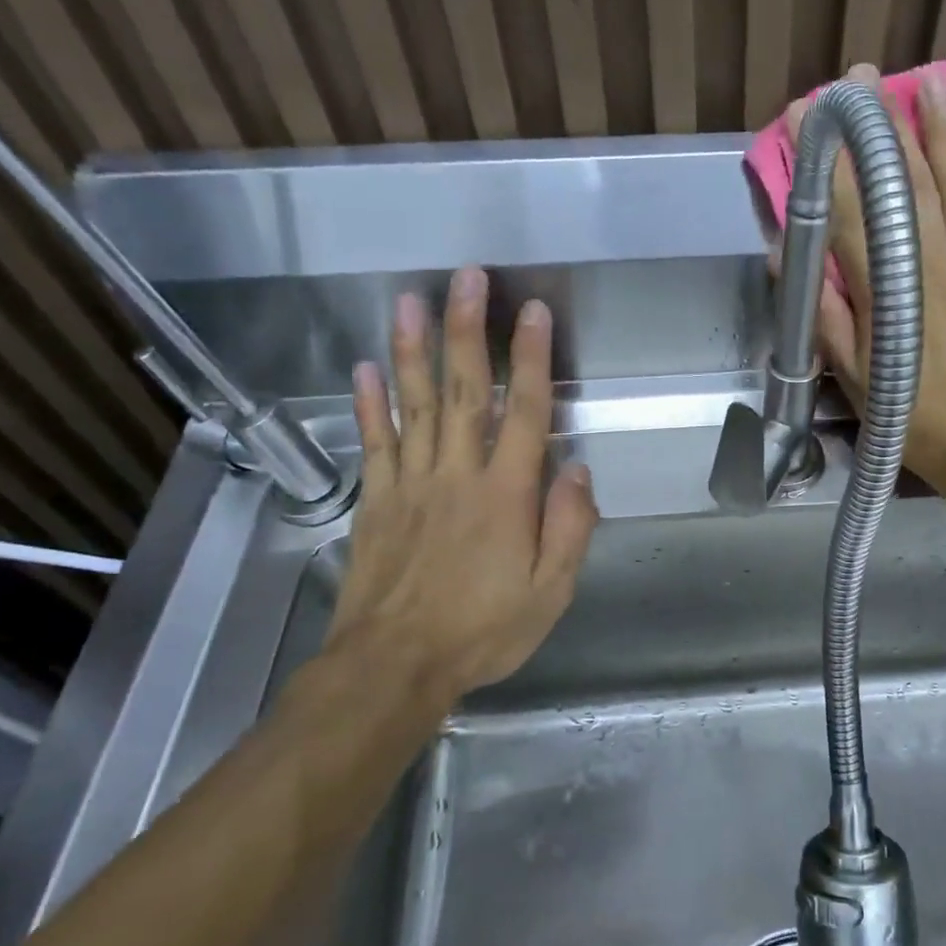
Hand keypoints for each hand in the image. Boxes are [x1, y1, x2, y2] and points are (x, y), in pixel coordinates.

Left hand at [310, 266, 597, 720]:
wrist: (394, 666)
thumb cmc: (483, 631)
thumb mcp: (551, 593)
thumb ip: (568, 528)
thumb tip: (578, 469)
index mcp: (506, 496)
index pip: (525, 413)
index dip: (531, 360)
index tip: (533, 312)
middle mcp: (457, 475)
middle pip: (464, 392)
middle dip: (467, 331)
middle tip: (467, 278)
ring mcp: (411, 484)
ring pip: (414, 406)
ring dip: (414, 350)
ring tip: (411, 301)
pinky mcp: (376, 502)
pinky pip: (374, 444)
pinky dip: (370, 404)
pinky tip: (367, 368)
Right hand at [786, 63, 945, 510]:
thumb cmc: (920, 423)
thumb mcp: (857, 383)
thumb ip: (826, 319)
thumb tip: (789, 261)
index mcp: (892, 296)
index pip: (853, 214)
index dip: (832, 162)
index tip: (814, 117)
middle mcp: (938, 267)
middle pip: (908, 185)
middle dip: (883, 128)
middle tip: (865, 79)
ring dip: (943, 130)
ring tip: (928, 83)